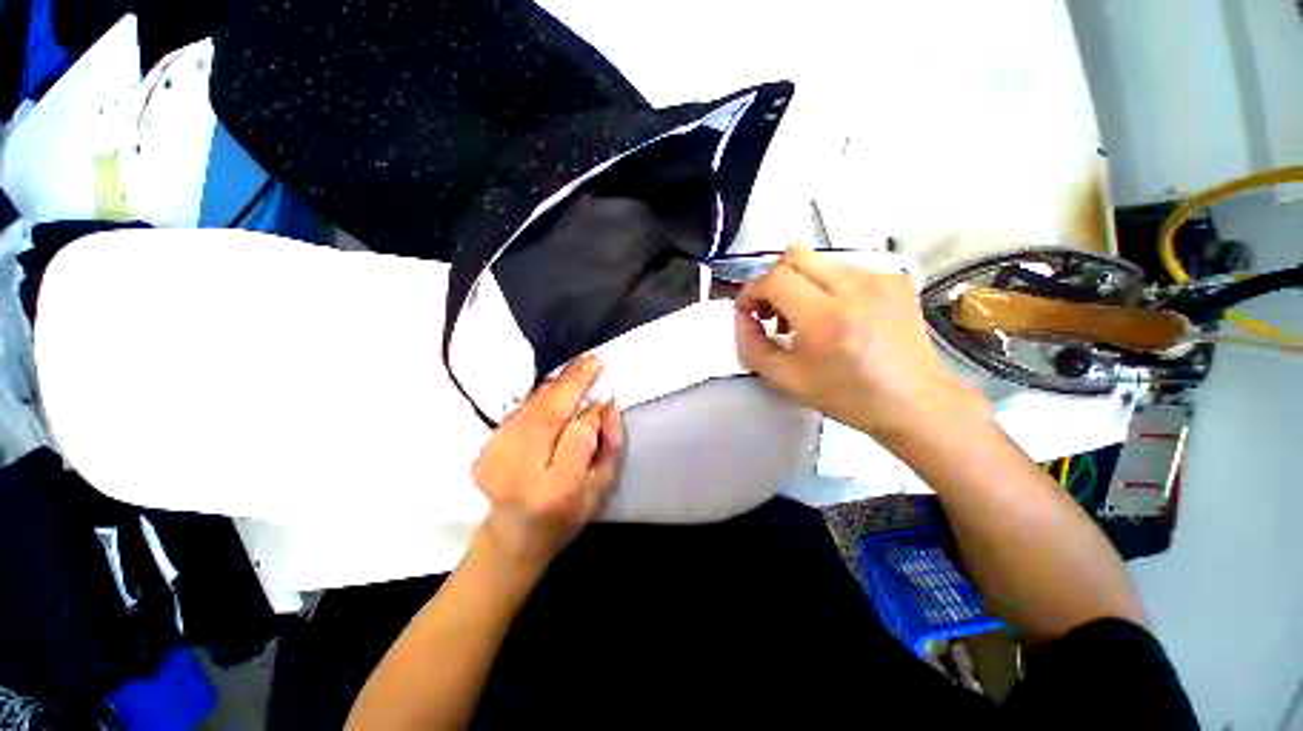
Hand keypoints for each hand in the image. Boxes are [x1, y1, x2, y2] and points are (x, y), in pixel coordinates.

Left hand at [471, 353, 623, 574]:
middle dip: (572, 382)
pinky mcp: (483, 451)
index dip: (591, 414)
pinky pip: (518, 412)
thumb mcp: (602, 488)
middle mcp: (519, 472)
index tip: (603, 400)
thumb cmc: (567, 516)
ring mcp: (495, 460)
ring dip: (556, 385)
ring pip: (531, 408)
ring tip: (578, 369)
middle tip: (593, 359)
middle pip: (547, 414)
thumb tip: (608, 403)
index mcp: (556, 490)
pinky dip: (539, 397)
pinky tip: (555, 390)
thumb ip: (611, 444)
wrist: (513, 537)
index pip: (577, 435)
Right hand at [734, 245, 985, 444]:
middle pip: (794, 256)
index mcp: (827, 319)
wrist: (914, 402)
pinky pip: (843, 268)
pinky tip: (831, 314)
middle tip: (770, 309)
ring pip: (817, 260)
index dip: (751, 291)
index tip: (747, 308)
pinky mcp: (894, 278)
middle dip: (772, 280)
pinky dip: (825, 286)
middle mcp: (856, 288)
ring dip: (798, 283)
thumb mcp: (786, 380)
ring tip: (801, 316)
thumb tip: (742, 318)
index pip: (775, 279)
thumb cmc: (850, 396)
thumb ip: (752, 347)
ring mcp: (879, 279)